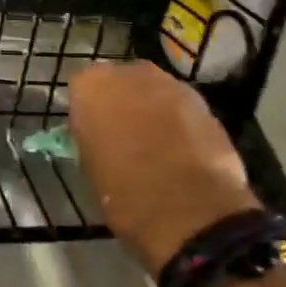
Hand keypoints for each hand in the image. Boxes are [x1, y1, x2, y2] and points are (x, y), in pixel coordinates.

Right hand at [68, 61, 258, 275]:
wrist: (190, 212)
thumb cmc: (124, 193)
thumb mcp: (89, 164)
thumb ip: (91, 135)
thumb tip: (100, 134)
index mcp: (91, 86)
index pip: (82, 88)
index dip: (89, 110)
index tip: (93, 130)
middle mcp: (128, 74)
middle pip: (120, 82)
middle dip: (122, 102)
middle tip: (124, 133)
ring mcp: (169, 84)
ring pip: (153, 91)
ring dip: (152, 109)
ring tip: (156, 143)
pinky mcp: (203, 102)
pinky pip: (181, 107)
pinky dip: (179, 122)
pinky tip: (181, 150)